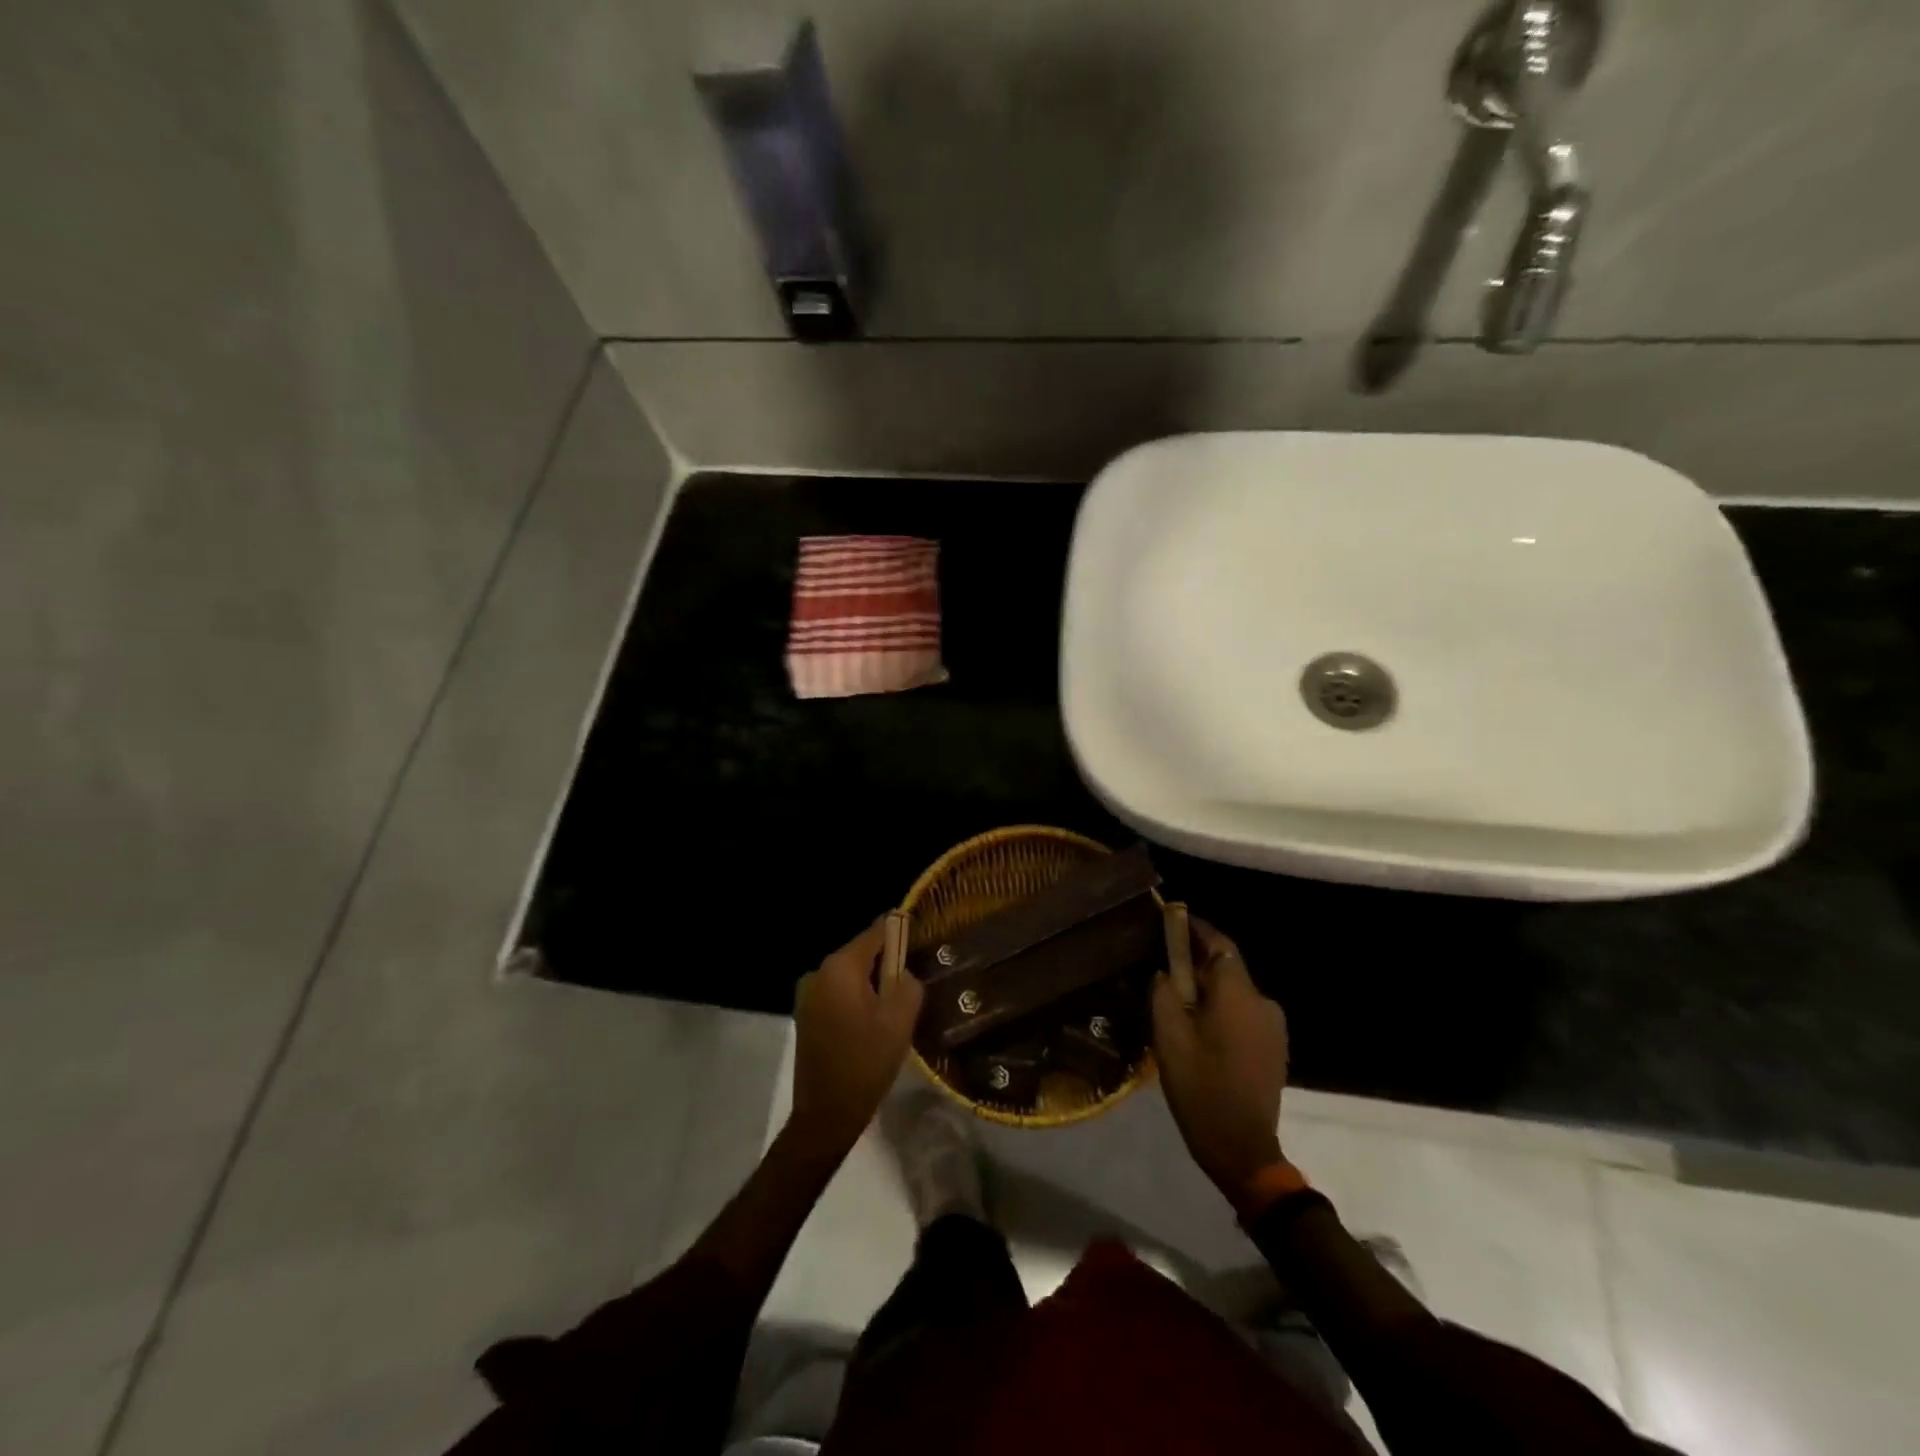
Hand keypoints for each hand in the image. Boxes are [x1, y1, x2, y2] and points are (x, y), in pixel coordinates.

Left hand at [788, 919, 924, 1154]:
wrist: (825, 1115)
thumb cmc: (865, 1063)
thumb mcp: (899, 1021)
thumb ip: (908, 983)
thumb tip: (903, 972)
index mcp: (840, 967)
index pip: (876, 932)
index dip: (900, 931)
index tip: (921, 937)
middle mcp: (819, 972)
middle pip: (862, 953)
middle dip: (888, 962)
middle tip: (914, 980)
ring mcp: (808, 994)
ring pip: (851, 975)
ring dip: (873, 984)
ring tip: (897, 1005)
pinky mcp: (806, 1015)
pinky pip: (839, 993)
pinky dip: (857, 999)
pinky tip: (873, 1022)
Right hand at [1152, 918, 1289, 1201]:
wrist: (1242, 1148)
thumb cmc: (1200, 1087)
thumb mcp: (1168, 1037)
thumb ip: (1164, 993)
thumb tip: (1166, 972)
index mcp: (1238, 994)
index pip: (1220, 943)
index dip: (1196, 928)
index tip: (1172, 917)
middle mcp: (1262, 1002)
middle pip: (1227, 967)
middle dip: (1196, 961)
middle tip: (1164, 965)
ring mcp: (1273, 1027)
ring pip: (1234, 992)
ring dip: (1208, 989)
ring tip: (1177, 1001)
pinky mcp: (1274, 1047)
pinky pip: (1243, 1013)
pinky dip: (1222, 1009)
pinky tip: (1200, 1027)